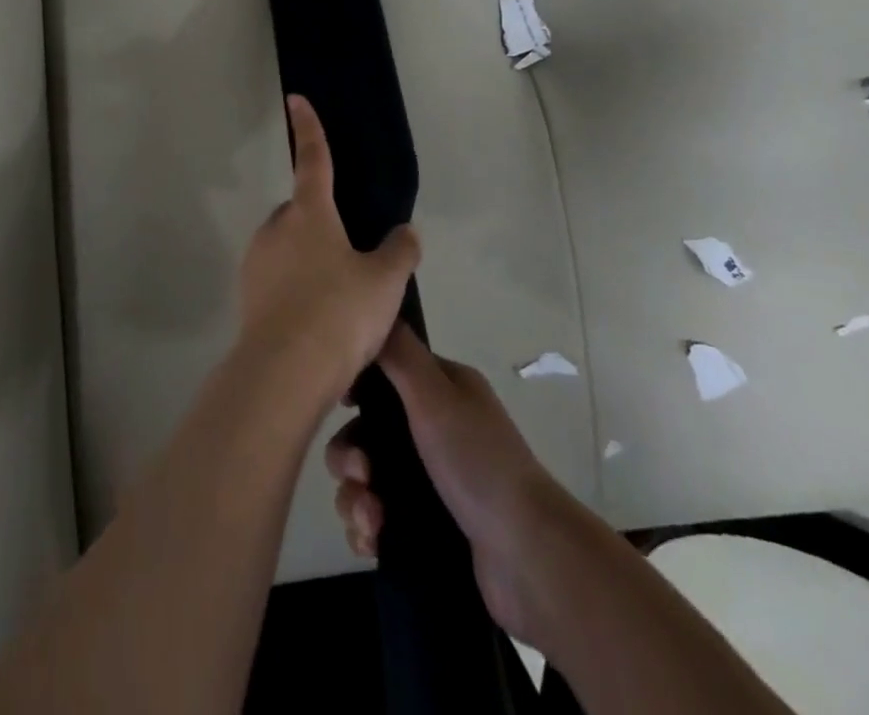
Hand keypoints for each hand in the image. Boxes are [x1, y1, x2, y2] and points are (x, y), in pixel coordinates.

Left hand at [235, 96, 420, 405]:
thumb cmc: (339, 312)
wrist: (284, 372)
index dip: (309, 127)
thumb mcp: (385, 282)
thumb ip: (399, 252)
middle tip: (351, 262)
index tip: (295, 98)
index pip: (313, 158)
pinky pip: (278, 281)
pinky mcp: (247, 294)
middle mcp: (276, 228)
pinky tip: (319, 325)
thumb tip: (405, 233)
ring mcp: (256, 261)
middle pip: (301, 212)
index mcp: (309, 213)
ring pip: (288, 249)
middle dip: (321, 225)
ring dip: (309, 262)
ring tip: (340, 305)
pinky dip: (296, 292)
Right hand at [325, 325, 571, 645]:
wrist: (527, 557)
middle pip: (367, 431)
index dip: (357, 387)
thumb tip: (372, 311)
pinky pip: (377, 519)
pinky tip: (371, 539)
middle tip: (359, 475)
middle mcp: (437, 429)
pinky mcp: (427, 526)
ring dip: (355, 497)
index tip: (340, 404)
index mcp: (443, 391)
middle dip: (350, 455)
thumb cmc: (477, 462)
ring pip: (367, 478)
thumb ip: (399, 353)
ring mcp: (432, 481)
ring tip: (369, 519)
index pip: (386, 374)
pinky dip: (367, 527)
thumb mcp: (435, 394)